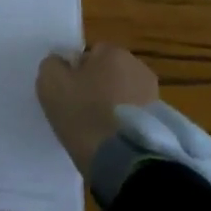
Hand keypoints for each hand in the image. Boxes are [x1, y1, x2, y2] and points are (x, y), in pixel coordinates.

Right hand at [36, 43, 158, 174]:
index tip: (69, 93)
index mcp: (113, 52)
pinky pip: (134, 113)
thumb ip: (52, 64)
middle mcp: (138, 66)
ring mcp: (152, 92)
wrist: (120, 157)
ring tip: (99, 127)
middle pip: (109, 72)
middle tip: (81, 110)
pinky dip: (124, 121)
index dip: (76, 72)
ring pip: (123, 93)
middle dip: (97, 86)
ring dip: (113, 104)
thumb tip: (62, 63)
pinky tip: (114, 137)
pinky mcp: (160, 118)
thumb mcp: (50, 82)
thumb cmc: (82, 114)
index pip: (90, 54)